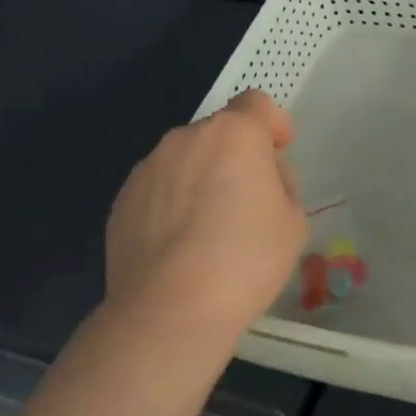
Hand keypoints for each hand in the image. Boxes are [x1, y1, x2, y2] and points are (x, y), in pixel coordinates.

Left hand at [105, 90, 306, 343]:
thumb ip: (281, 184)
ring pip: (185, 160)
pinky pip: (158, 189)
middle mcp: (186, 138)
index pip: (257, 104)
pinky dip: (172, 204)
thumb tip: (258, 181)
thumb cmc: (245, 260)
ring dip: (201, 177)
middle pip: (219, 132)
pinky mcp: (122, 201)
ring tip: (208, 229)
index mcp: (234, 133)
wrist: (169, 311)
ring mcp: (148, 168)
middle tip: (249, 200)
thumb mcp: (293, 221)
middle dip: (236, 155)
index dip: (272, 123)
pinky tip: (179, 246)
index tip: (279, 151)